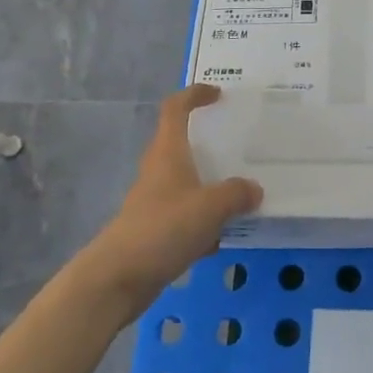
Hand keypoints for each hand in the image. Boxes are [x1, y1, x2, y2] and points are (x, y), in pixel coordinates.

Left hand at [76, 85, 261, 321]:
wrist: (118, 278)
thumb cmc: (163, 228)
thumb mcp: (211, 207)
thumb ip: (237, 194)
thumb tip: (254, 189)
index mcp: (168, 153)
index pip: (175, 109)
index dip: (194, 95)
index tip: (218, 94)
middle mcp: (159, 171)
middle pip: (182, 144)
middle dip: (209, 143)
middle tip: (241, 144)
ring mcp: (155, 201)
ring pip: (188, 182)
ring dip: (211, 184)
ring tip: (243, 190)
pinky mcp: (155, 230)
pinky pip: (186, 215)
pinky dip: (205, 221)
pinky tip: (224, 236)